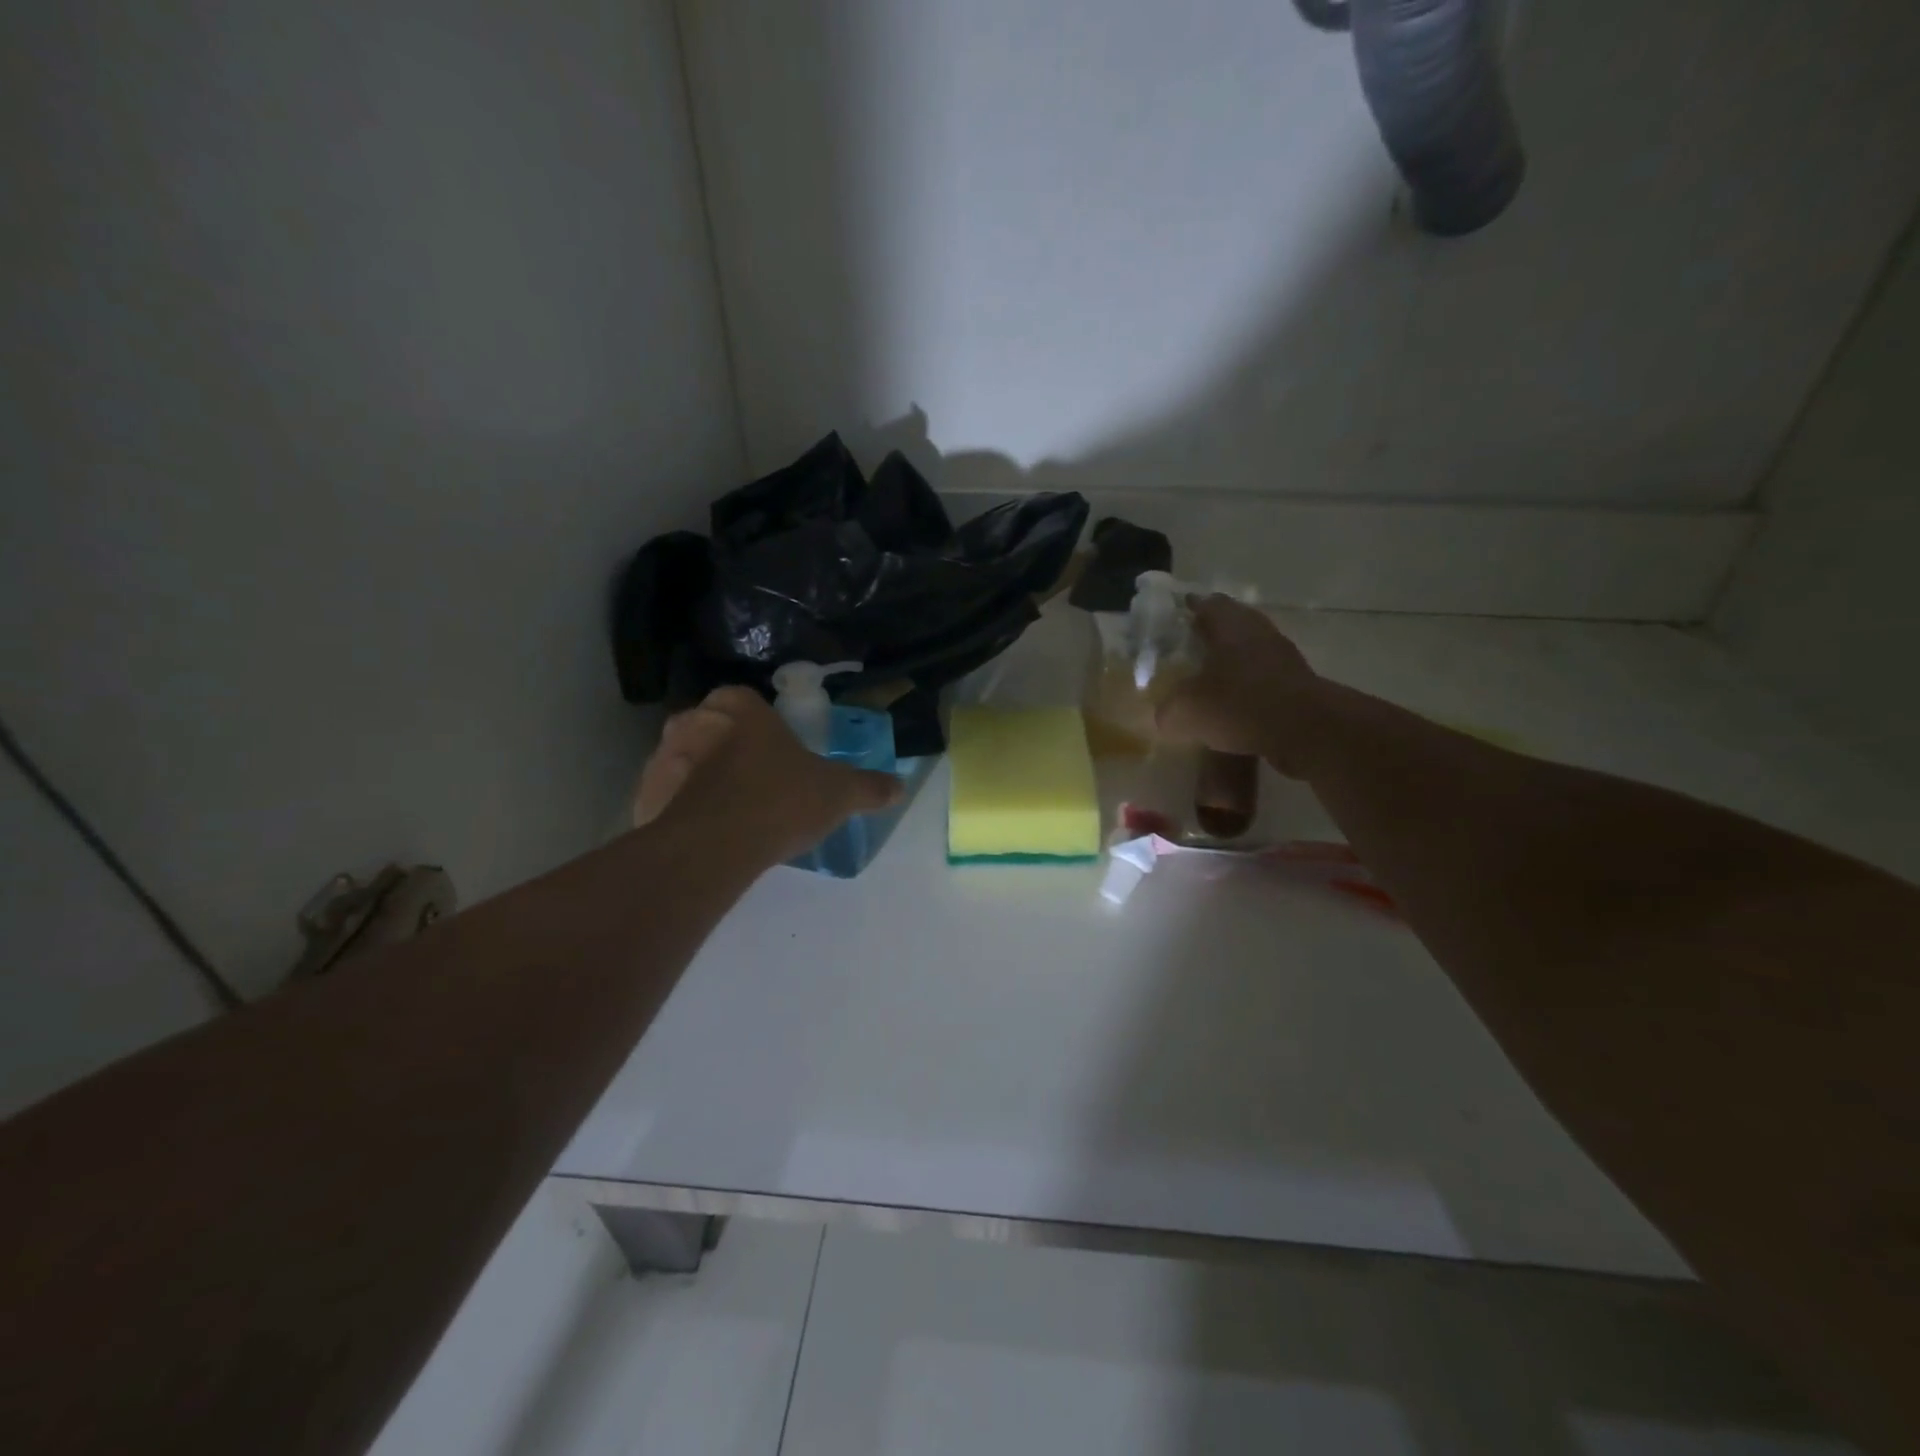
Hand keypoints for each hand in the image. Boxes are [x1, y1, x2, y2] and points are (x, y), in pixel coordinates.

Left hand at [632, 687, 903, 867]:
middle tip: (757, 785)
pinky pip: (667, 798)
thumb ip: (867, 786)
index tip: (778, 755)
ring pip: (687, 763)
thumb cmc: (780, 799)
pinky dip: (682, 812)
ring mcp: (661, 758)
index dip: (764, 728)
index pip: (748, 702)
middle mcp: (693, 720)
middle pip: (714, 730)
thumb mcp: (838, 793)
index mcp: (738, 706)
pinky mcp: (643, 797)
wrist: (715, 846)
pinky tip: (707, 835)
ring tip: (732, 816)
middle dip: (730, 751)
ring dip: (703, 781)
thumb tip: (898, 787)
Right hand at [1156, 596, 1320, 776]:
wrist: (1307, 731)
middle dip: (1211, 633)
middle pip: (1233, 623)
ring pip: (1250, 651)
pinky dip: (1247, 687)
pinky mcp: (1297, 685)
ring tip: (1208, 678)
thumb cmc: (1240, 705)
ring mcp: (1283, 658)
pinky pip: (1264, 679)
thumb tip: (1165, 715)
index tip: (1177, 611)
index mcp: (1230, 626)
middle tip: (1189, 645)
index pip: (1208, 603)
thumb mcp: (1185, 712)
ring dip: (1231, 661)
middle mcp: (1259, 633)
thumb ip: (1167, 710)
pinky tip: (1232, 706)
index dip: (1190, 606)